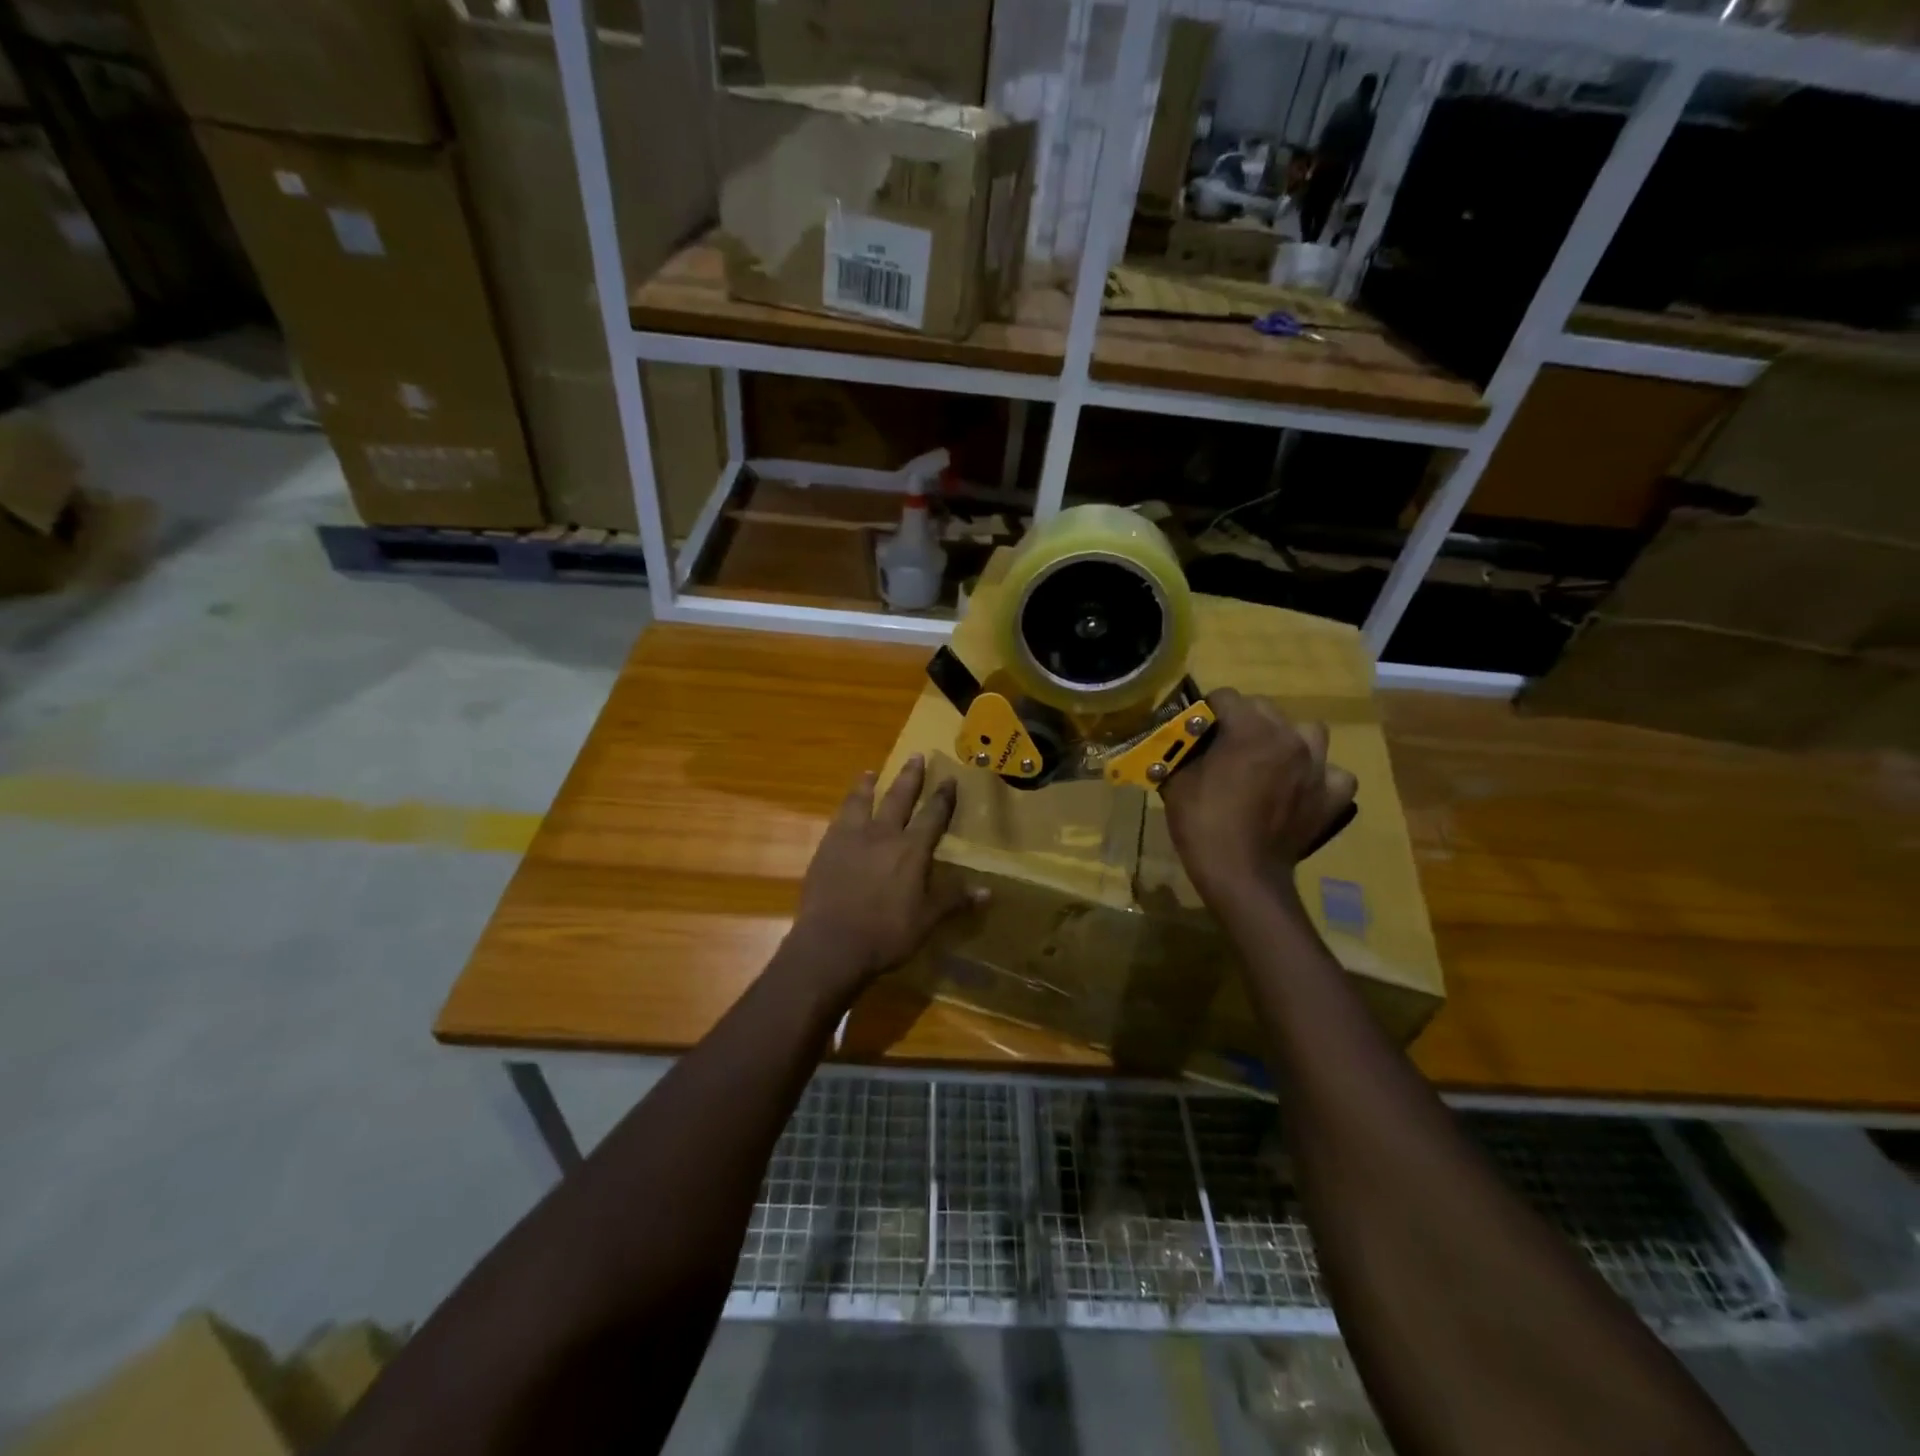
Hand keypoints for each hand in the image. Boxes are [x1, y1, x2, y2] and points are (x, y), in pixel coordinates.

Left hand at [790, 754, 982, 991]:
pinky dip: (845, 807)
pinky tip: (844, 808)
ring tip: (870, 772)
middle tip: (916, 756)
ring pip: (861, 801)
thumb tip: (988, 891)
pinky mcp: (826, 849)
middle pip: (898, 798)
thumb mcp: (927, 920)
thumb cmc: (886, 934)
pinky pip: (838, 819)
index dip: (943, 798)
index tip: (950, 779)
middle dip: (910, 777)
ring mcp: (850, 839)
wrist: (831, 943)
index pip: (933, 816)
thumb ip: (954, 900)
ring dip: (867, 785)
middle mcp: (883, 835)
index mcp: (911, 850)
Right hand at [1161, 687, 1355, 904]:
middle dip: (1244, 722)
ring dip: (1288, 741)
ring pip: (1308, 733)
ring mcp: (1317, 766)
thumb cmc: (1203, 824)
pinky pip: (1334, 774)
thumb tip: (1177, 741)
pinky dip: (1320, 778)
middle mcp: (1289, 738)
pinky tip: (1302, 789)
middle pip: (1265, 709)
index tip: (1196, 730)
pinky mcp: (1332, 797)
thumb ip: (1180, 752)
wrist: (1242, 875)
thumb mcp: (1176, 782)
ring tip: (1271, 762)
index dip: (1206, 711)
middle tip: (1226, 748)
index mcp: (1249, 729)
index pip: (1225, 697)